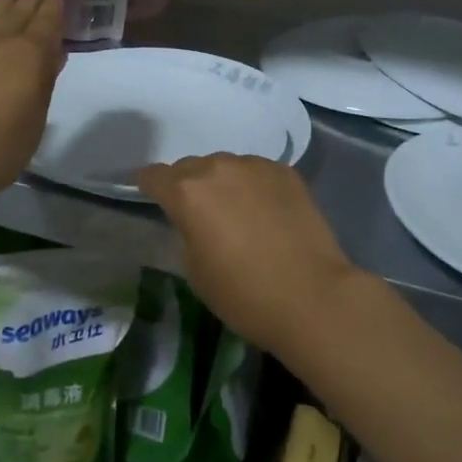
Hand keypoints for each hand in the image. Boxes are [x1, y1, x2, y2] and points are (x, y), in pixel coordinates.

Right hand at [136, 154, 360, 356]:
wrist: (312, 296)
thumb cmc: (244, 294)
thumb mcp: (195, 270)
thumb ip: (185, 231)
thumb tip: (193, 219)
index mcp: (187, 192)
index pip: (154, 175)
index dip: (149, 186)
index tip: (151, 197)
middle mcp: (218, 167)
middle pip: (190, 167)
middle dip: (188, 186)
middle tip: (199, 214)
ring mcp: (255, 165)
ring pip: (226, 166)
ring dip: (223, 183)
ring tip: (236, 213)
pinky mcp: (285, 171)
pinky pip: (256, 172)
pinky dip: (253, 186)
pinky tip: (266, 212)